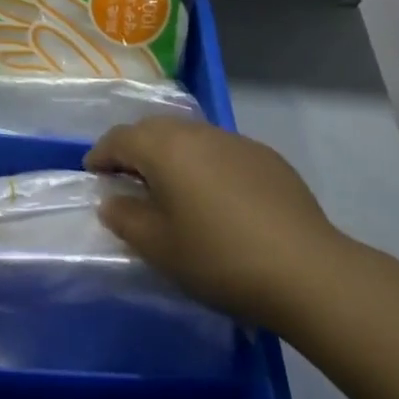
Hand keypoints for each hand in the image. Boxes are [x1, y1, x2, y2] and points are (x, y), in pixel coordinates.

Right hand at [85, 116, 345, 329]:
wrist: (305, 269)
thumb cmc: (219, 258)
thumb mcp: (160, 247)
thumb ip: (126, 218)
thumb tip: (111, 200)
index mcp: (164, 148)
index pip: (119, 138)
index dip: (101, 154)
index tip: (93, 173)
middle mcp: (196, 132)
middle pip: (153, 130)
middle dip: (134, 149)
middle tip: (126, 178)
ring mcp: (234, 140)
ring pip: (189, 136)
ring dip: (171, 154)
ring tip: (170, 187)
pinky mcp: (265, 156)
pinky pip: (220, 150)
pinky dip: (205, 164)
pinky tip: (216, 198)